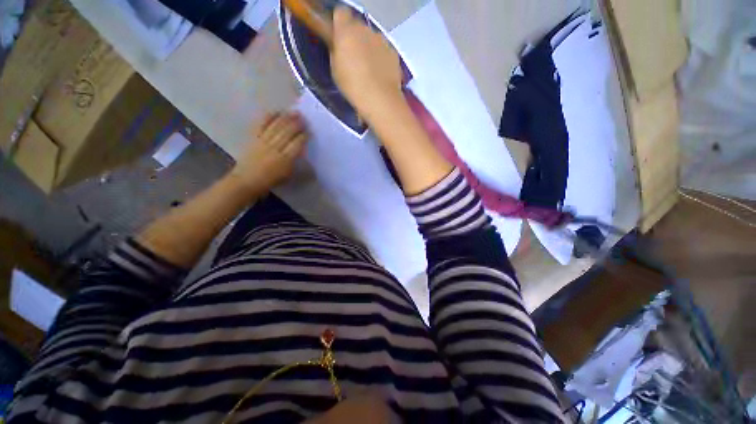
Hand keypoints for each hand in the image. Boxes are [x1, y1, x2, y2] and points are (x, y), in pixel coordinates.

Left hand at [230, 112, 307, 195]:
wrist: (247, 181)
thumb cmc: (270, 181)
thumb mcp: (288, 176)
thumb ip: (296, 164)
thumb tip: (305, 154)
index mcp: (286, 160)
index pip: (297, 144)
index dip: (304, 136)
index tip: (309, 131)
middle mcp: (275, 148)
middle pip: (287, 133)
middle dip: (296, 124)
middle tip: (303, 117)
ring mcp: (263, 141)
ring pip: (276, 127)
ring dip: (286, 118)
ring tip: (293, 112)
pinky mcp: (254, 138)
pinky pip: (261, 125)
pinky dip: (268, 117)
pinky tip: (275, 112)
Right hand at [331, 6, 402, 118]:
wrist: (380, 99)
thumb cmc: (352, 86)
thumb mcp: (335, 69)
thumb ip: (336, 51)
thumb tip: (339, 46)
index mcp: (347, 30)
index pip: (340, 12)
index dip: (339, 24)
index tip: (338, 38)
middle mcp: (366, 29)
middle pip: (358, 26)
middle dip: (354, 37)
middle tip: (352, 57)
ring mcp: (382, 40)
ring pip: (372, 38)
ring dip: (369, 48)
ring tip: (368, 69)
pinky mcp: (393, 53)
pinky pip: (384, 50)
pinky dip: (381, 58)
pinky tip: (379, 75)